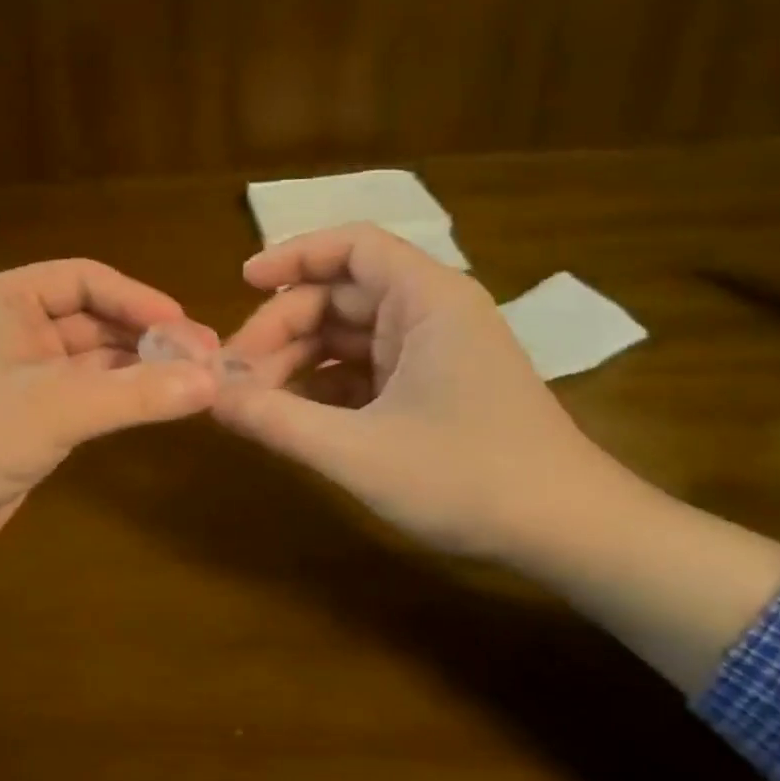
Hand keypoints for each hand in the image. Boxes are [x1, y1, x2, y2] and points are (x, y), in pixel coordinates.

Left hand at [0, 260, 218, 626]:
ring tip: (191, 384)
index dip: (139, 299)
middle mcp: (11, 328)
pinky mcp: (25, 415)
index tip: (186, 326)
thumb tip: (215, 381)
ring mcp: (17, 374)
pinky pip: (80, 393)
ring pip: (89, 359)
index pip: (85, 280)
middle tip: (204, 359)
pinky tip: (153, 407)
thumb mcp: (61, 408)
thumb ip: (139, 393)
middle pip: (92, 319)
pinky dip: (116, 397)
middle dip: (145, 337)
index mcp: (6, 301)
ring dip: (135, 369)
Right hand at [214, 225, 620, 560]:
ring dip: (297, 363)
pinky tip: (292, 418)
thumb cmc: (469, 478)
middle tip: (234, 376)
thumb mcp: (358, 451)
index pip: (353, 247)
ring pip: (347, 337)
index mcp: (427, 301)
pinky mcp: (432, 389)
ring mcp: (434, 353)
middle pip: (339, 296)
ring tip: (253, 402)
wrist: (569, 533)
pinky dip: (324, 388)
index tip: (241, 283)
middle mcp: (431, 314)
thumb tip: (209, 396)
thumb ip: (276, 421)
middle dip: (281, 329)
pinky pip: (364, 371)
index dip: (293, 256)